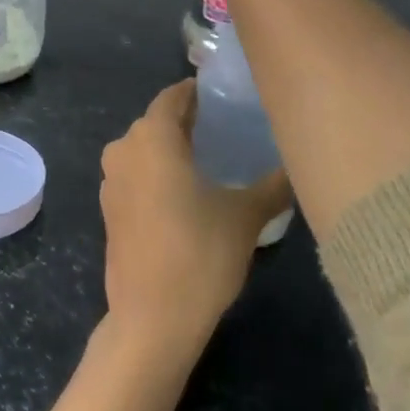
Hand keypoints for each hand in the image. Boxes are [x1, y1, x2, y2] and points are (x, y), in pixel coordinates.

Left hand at [98, 81, 291, 365]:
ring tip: (211, 158)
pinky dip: (157, 172)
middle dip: (187, 120)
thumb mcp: (245, 217)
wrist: (151, 318)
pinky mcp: (109, 207)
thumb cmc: (199, 255)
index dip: (198, 92)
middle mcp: (124, 148)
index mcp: (151, 137)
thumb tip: (300, 165)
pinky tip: (186, 191)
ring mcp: (111, 179)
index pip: (173, 97)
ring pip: (144, 148)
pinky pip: (136, 173)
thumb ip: (273, 185)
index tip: (225, 94)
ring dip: (171, 148)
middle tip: (226, 127)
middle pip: (157, 121)